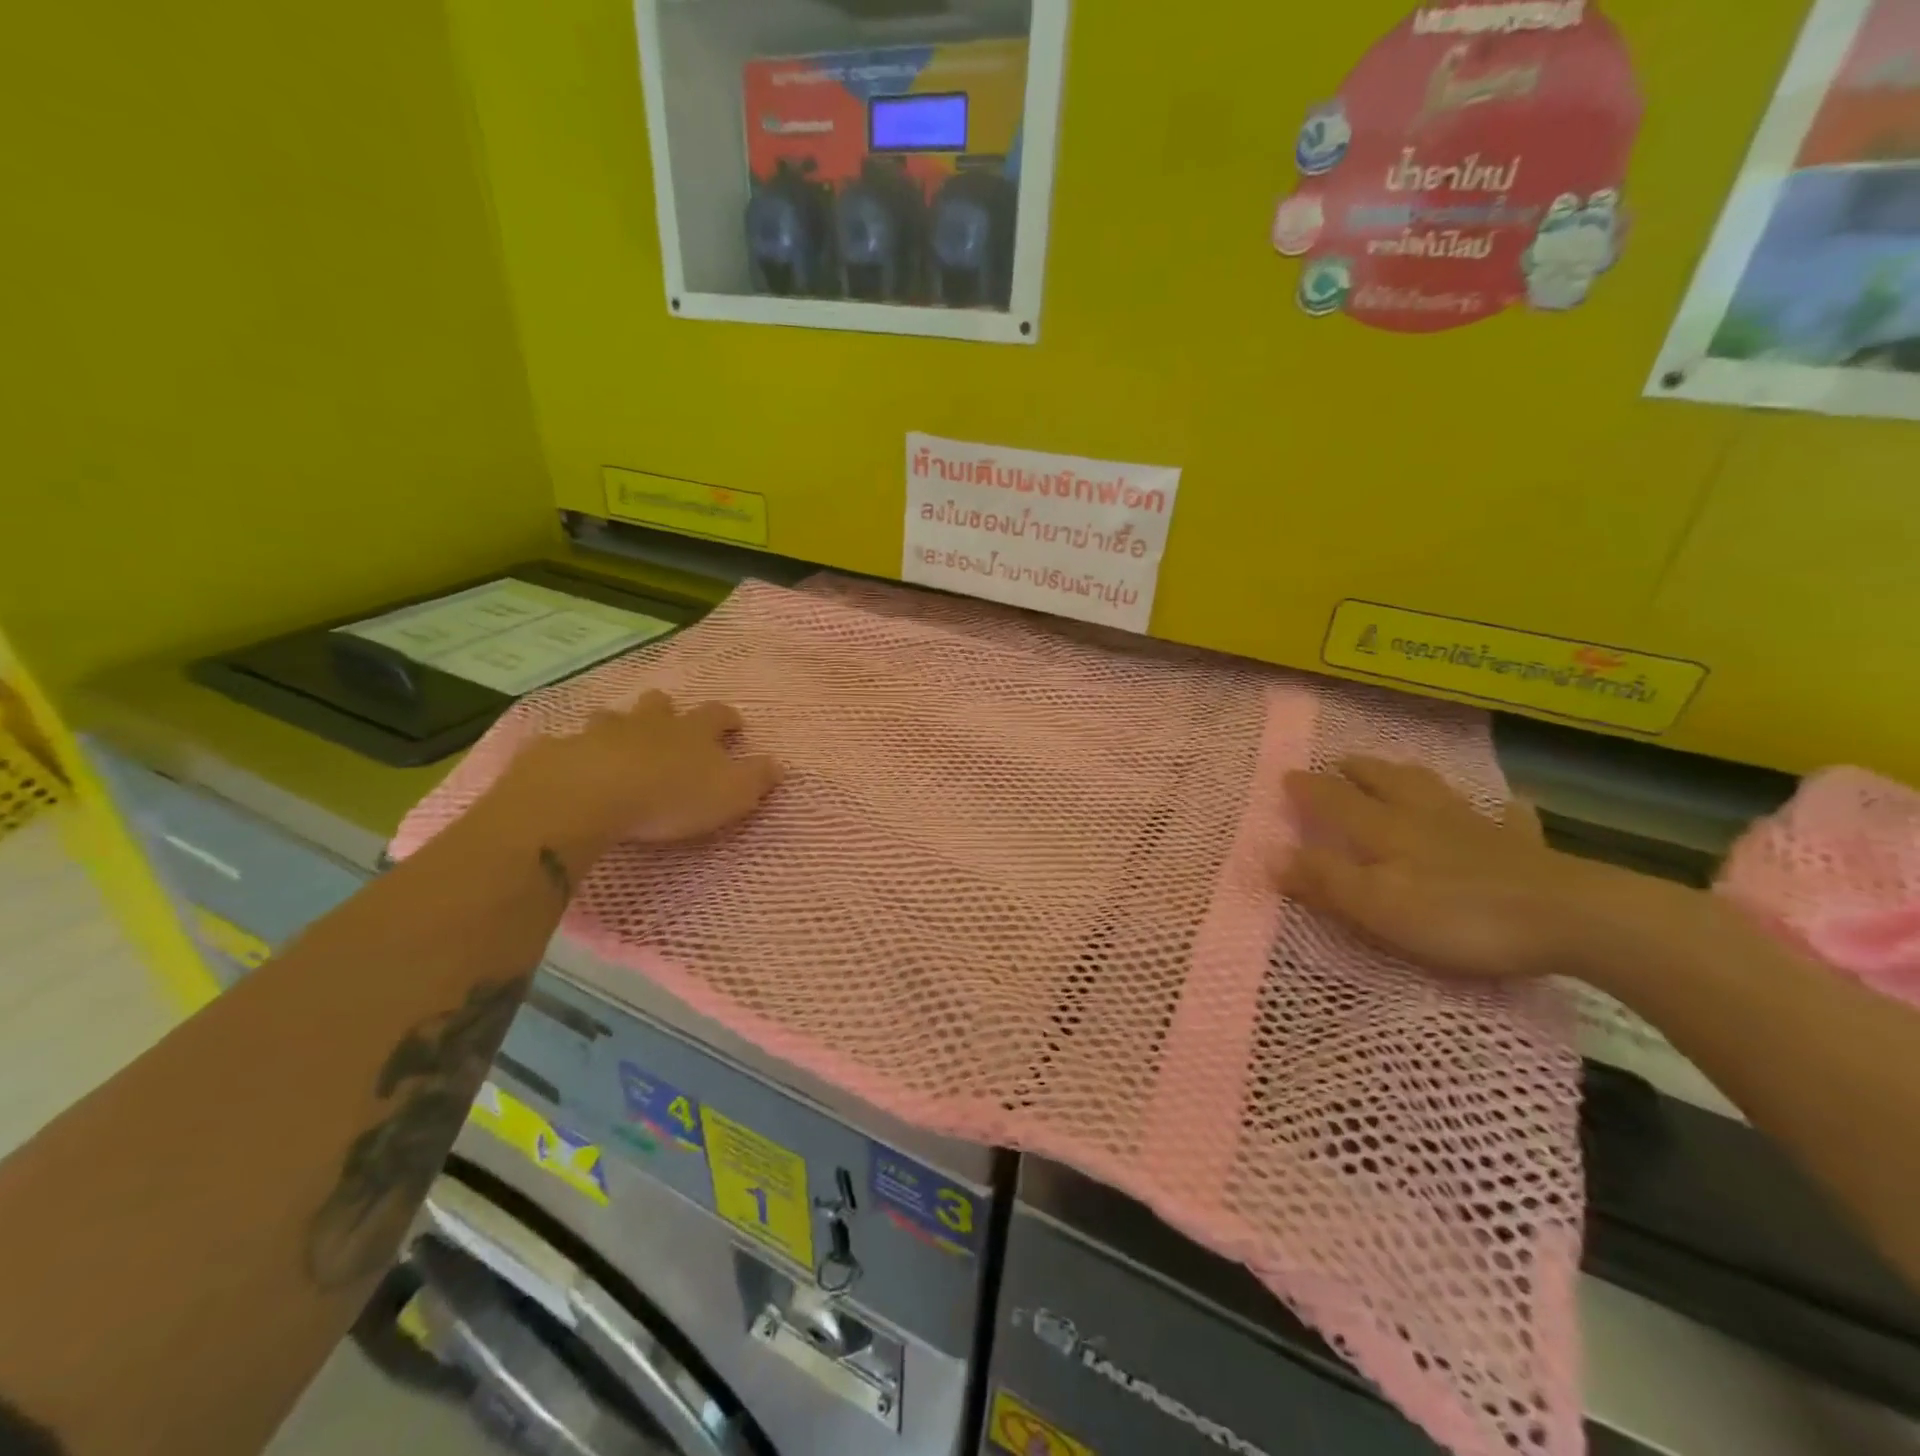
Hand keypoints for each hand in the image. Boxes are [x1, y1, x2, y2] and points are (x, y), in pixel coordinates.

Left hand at [482, 691, 782, 875]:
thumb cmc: (671, 796)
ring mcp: (600, 733)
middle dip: (666, 710)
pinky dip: (570, 752)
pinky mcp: (559, 751)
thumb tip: (779, 764)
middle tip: (669, 723)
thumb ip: (757, 778)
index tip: (734, 725)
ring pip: (610, 718)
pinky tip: (568, 766)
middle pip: (660, 704)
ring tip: (618, 742)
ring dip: (617, 726)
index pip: (717, 714)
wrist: (590, 796)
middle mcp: (648, 723)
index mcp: (692, 731)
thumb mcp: (731, 794)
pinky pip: (564, 745)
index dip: (727, 718)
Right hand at [1279, 755, 1693, 982]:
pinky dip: (1503, 810)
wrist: (1571, 919)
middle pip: (1385, 783)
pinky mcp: (1522, 848)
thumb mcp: (1376, 907)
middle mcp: (1424, 818)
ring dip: (1411, 776)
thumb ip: (1324, 881)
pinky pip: (1509, 820)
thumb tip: (1272, 855)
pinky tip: (1509, 806)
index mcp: (1385, 831)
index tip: (1286, 776)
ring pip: (1436, 790)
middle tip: (1340, 762)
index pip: (1336, 802)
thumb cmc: (1458, 916)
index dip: (1308, 789)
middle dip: (1357, 771)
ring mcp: (1476, 828)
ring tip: (1399, 768)